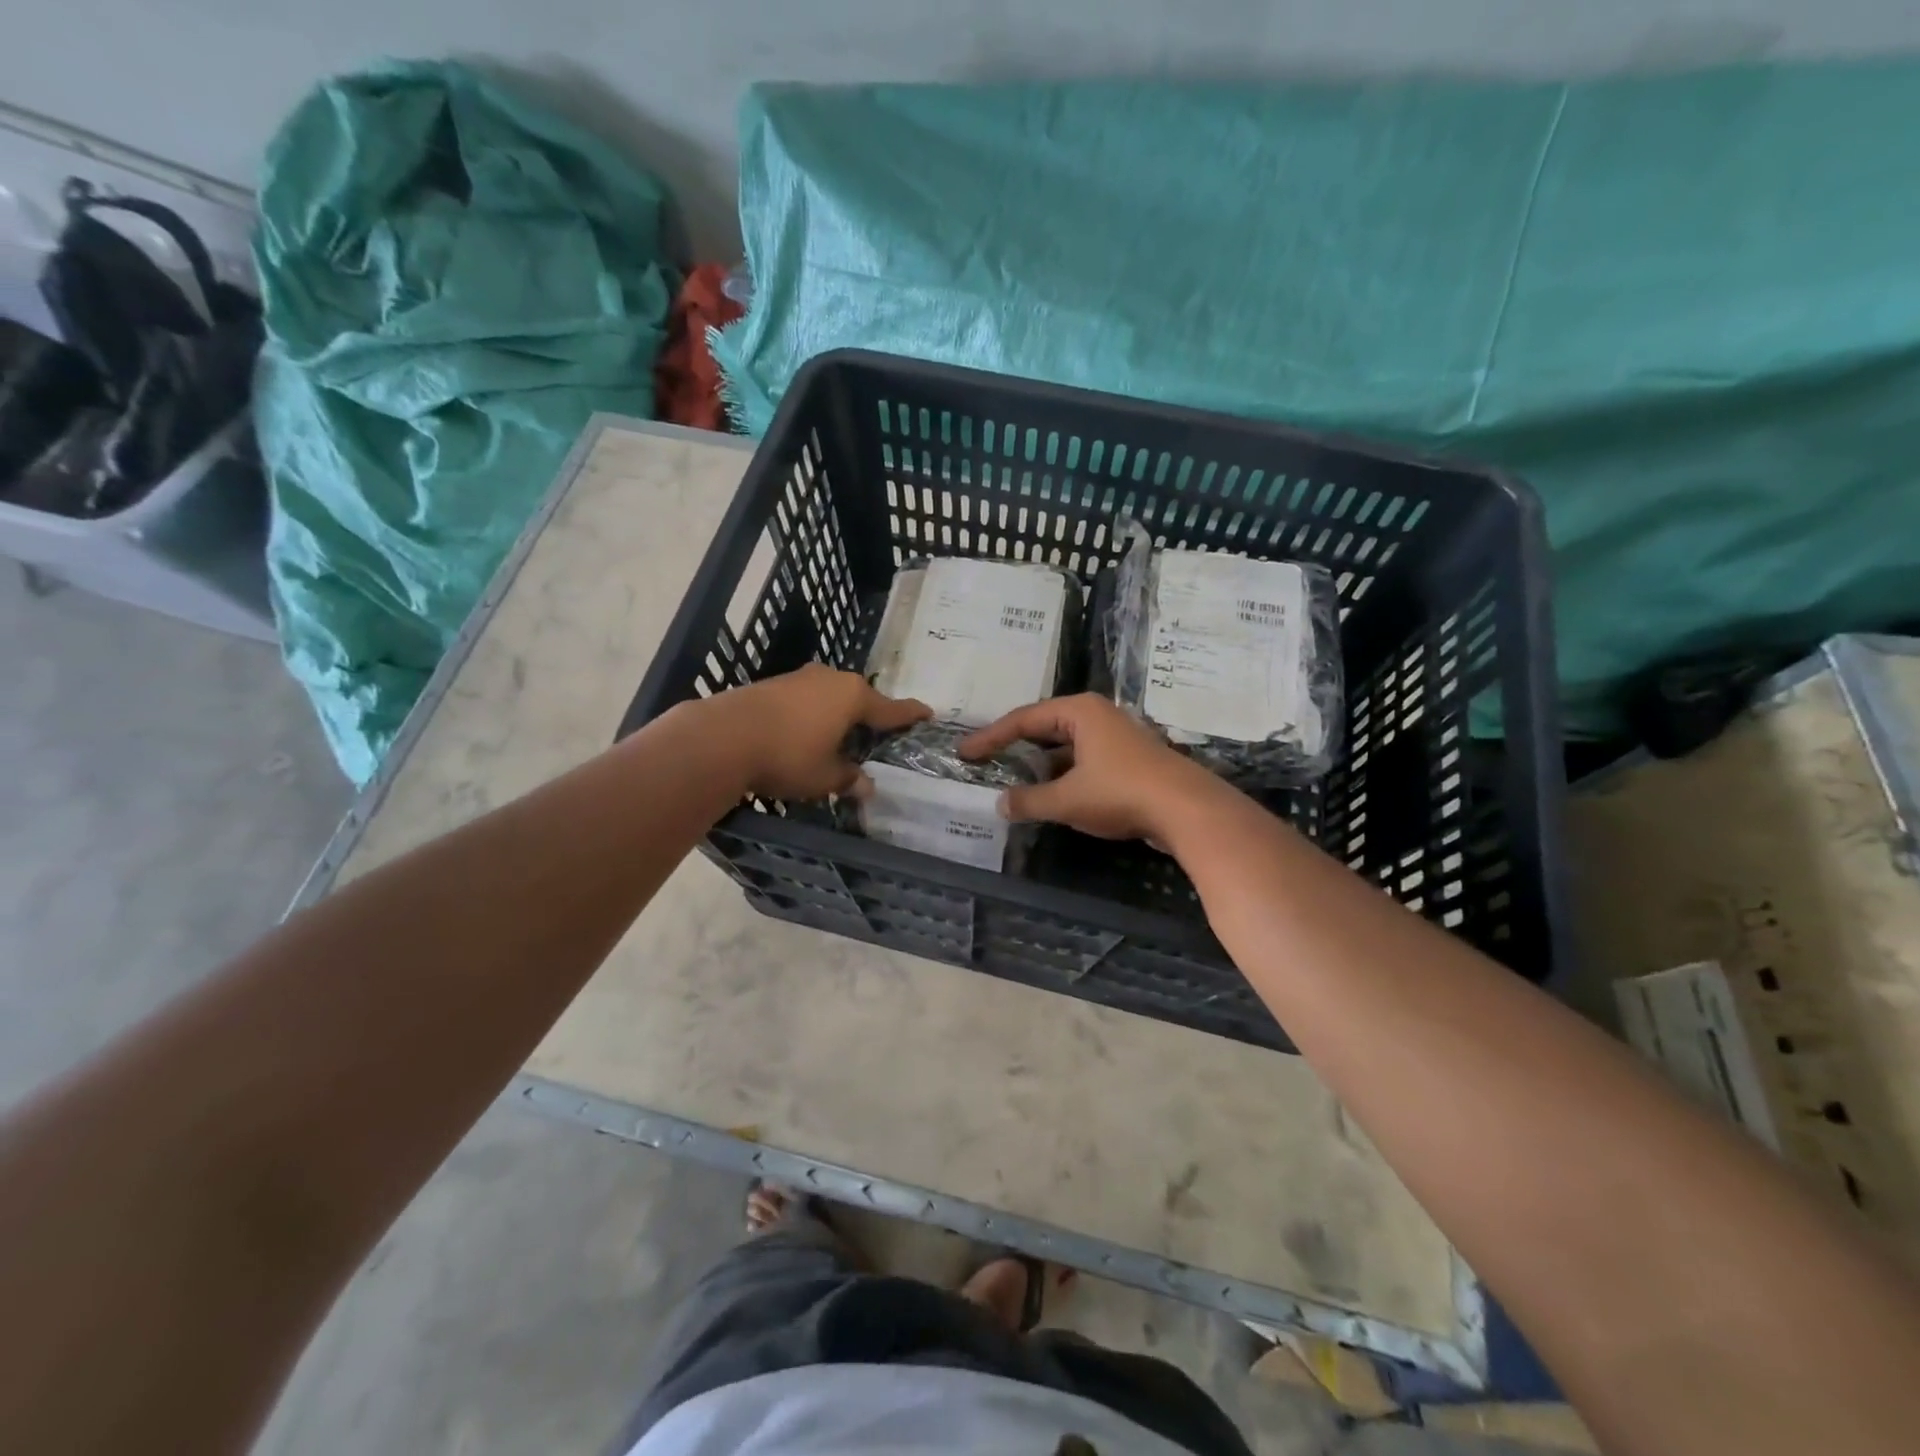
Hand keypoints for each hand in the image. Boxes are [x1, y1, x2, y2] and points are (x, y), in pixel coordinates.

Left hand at [701, 664, 928, 800]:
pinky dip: (813, 716)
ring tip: (841, 739)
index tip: (928, 713)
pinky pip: (807, 700)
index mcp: (854, 697)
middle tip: (879, 737)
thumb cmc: (788, 756)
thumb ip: (849, 779)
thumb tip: (867, 786)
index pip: (892, 708)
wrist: (722, 737)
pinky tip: (806, 734)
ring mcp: (800, 678)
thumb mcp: (825, 777)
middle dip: (870, 717)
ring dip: (838, 716)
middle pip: (860, 698)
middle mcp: (831, 679)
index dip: (911, 714)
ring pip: (831, 697)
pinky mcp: (773, 684)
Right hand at [958, 694, 1220, 841]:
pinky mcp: (1128, 760)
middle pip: (1044, 728)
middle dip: (1015, 747)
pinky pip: (1083, 761)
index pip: (1023, 719)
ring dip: (1040, 765)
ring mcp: (1115, 737)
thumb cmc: (1121, 793)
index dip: (990, 738)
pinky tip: (1051, 796)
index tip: (965, 754)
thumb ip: (1029, 801)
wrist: (1187, 810)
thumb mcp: (1067, 800)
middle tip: (985, 761)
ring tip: (1013, 782)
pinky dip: (1062, 775)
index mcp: (1078, 712)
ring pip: (1065, 747)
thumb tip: (1001, 804)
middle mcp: (1096, 716)